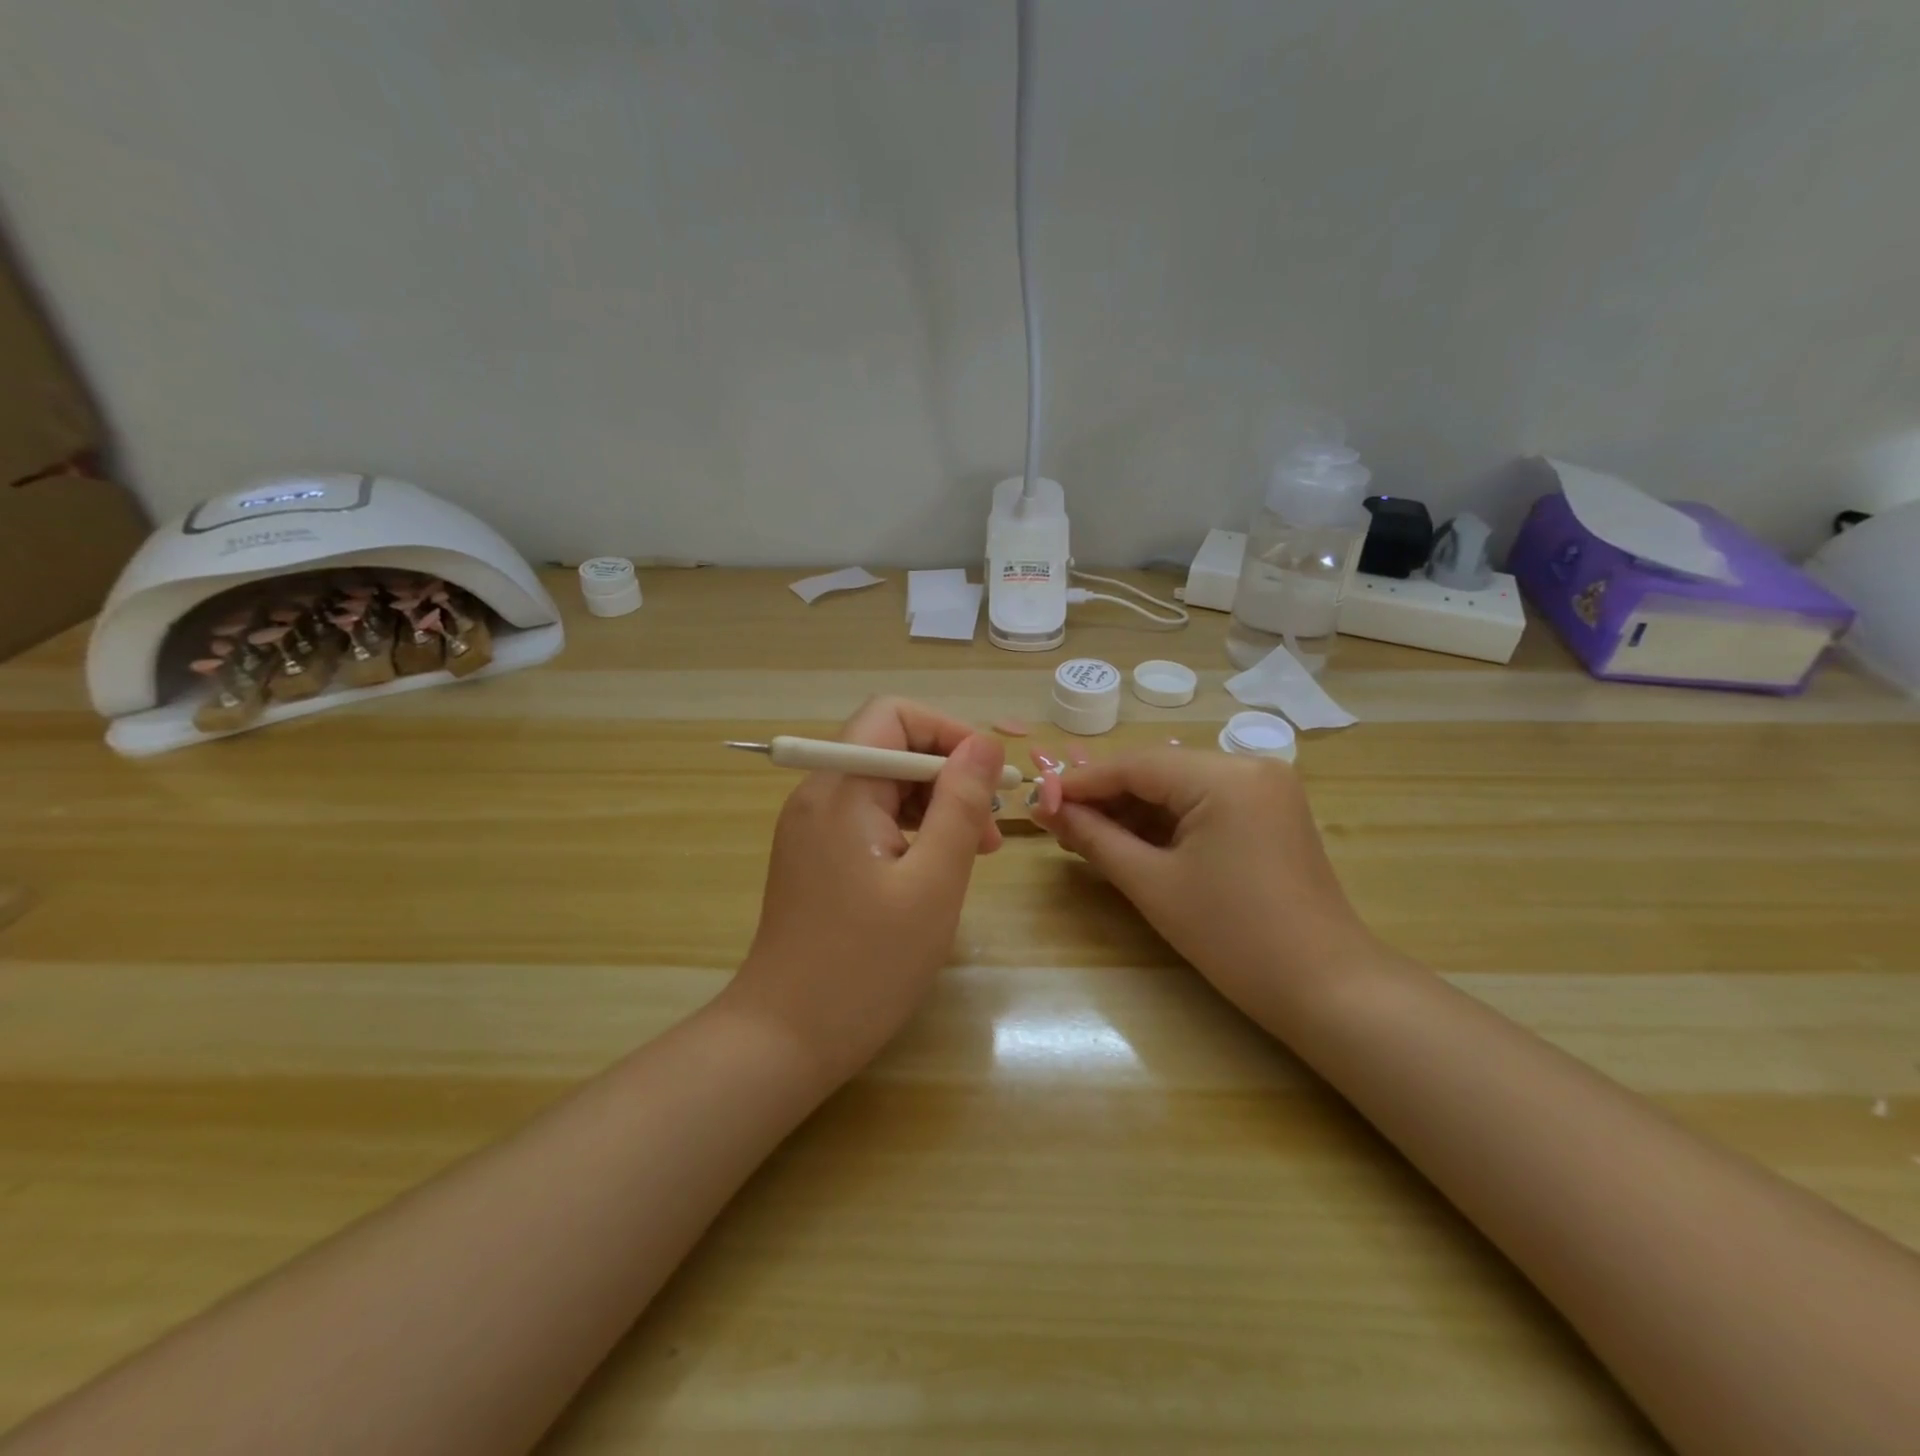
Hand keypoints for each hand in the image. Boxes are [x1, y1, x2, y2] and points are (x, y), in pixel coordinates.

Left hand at [725, 698, 1005, 1083]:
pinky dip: (909, 831)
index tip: (988, 778)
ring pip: (882, 786)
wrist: (783, 1040)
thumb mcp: (932, 883)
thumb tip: (983, 743)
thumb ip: (960, 805)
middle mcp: (817, 795)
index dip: (947, 732)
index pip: (893, 716)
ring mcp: (811, 828)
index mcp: (839, 790)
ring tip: (973, 854)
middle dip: (946, 776)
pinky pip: (868, 819)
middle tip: (988, 832)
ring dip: (933, 806)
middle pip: (889, 749)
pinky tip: (934, 871)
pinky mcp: (815, 856)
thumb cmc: (865, 966)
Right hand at [1032, 749, 1375, 1019]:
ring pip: (1178, 788)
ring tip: (1083, 835)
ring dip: (1131, 811)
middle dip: (1105, 798)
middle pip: (1157, 772)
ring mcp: (1264, 789)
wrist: (1326, 989)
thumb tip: (1046, 810)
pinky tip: (1128, 841)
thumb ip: (1095, 838)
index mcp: (1225, 776)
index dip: (1081, 782)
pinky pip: (1202, 805)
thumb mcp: (1153, 884)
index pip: (1136, 765)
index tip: (1038, 801)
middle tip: (1056, 822)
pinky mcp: (1268, 813)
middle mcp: (1249, 766)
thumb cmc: (1233, 937)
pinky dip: (1164, 822)